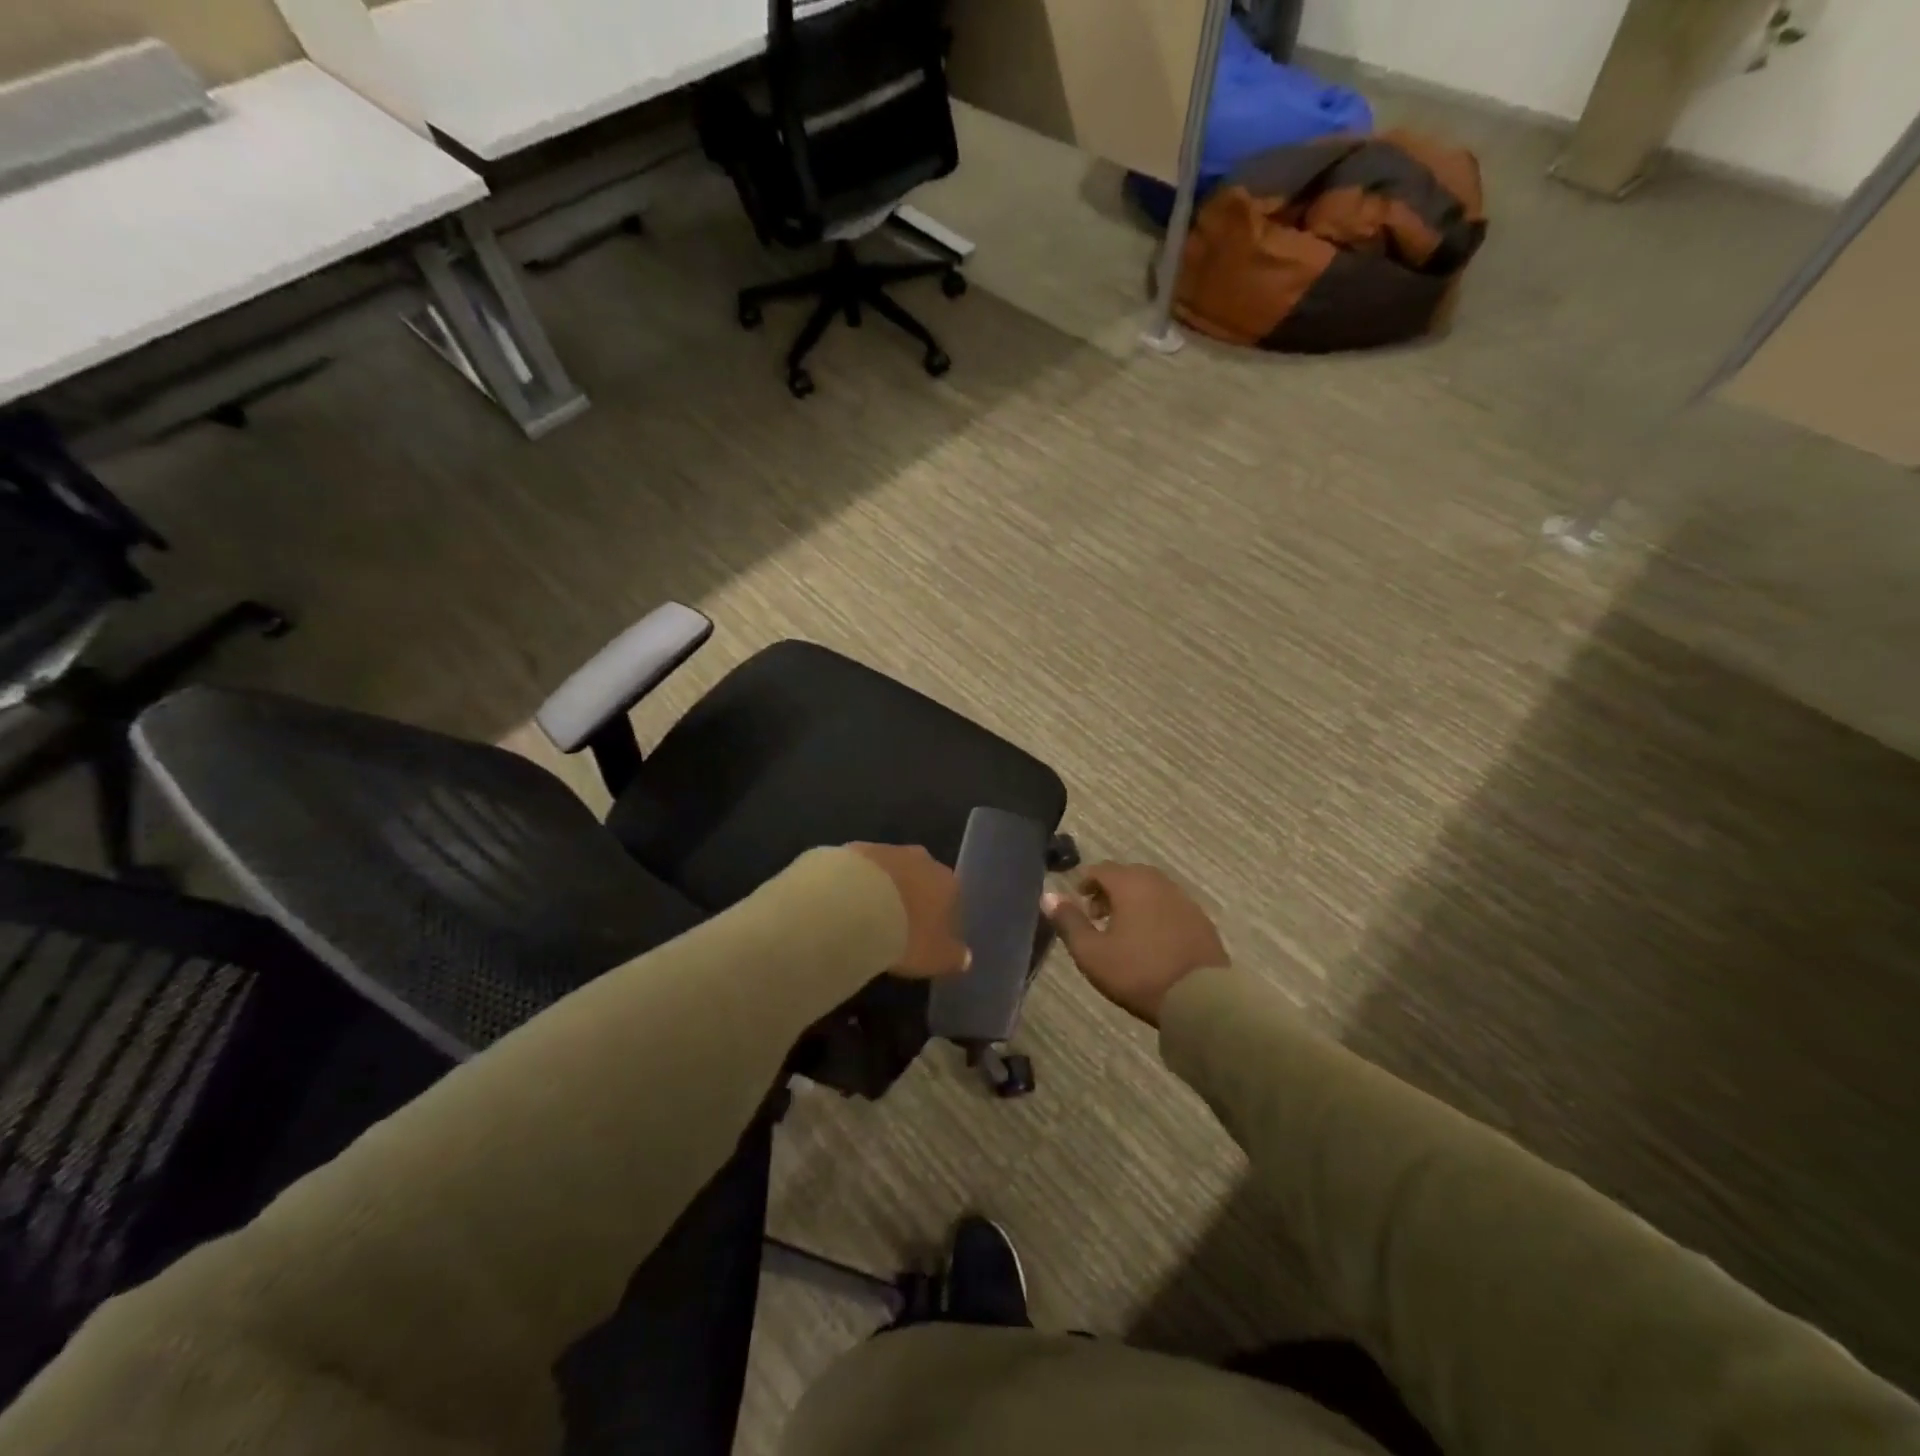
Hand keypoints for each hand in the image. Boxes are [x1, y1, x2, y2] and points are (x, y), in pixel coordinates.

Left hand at [847, 844, 970, 978]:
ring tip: (867, 918)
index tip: (926, 937)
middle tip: (897, 926)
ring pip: (891, 871)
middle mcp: (923, 860)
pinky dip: (858, 884)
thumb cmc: (905, 934)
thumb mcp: (936, 958)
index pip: (951, 898)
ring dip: (884, 889)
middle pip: (922, 879)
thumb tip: (966, 957)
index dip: (939, 918)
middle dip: (912, 898)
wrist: (854, 905)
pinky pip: (862, 870)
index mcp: (948, 883)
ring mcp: (888, 850)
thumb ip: (954, 957)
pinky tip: (846, 904)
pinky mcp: (856, 849)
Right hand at [1043, 863, 1227, 1025]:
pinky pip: (1170, 906)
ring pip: (1151, 890)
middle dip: (1109, 890)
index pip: (1101, 869)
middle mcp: (1159, 883)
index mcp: (1131, 884)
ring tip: (1122, 930)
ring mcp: (1184, 900)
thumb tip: (1048, 895)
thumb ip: (1068, 921)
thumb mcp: (1092, 953)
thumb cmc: (1138, 972)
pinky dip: (1155, 913)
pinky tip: (1151, 941)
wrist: (1200, 998)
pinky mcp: (1201, 921)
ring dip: (1133, 902)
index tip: (1077, 901)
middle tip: (1097, 916)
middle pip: (1128, 875)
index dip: (1085, 882)